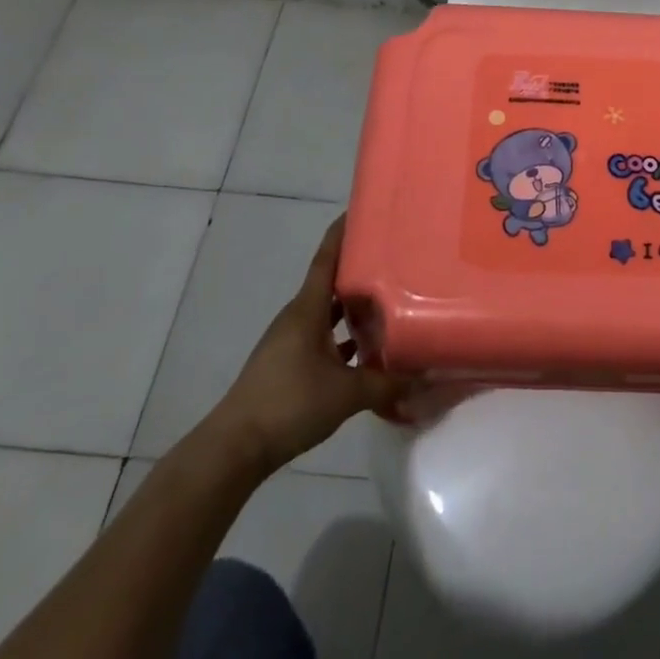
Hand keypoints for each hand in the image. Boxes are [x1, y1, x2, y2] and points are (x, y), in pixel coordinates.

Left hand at [208, 214, 406, 471]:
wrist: (234, 449)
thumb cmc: (289, 404)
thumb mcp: (346, 393)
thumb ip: (387, 383)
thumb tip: (425, 375)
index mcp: (307, 309)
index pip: (327, 258)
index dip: (343, 232)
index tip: (363, 209)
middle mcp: (298, 317)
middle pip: (331, 282)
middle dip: (359, 267)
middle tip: (394, 255)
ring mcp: (291, 342)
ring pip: (328, 312)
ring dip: (353, 305)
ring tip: (390, 298)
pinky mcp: (289, 365)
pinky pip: (323, 338)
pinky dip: (344, 337)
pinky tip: (367, 349)